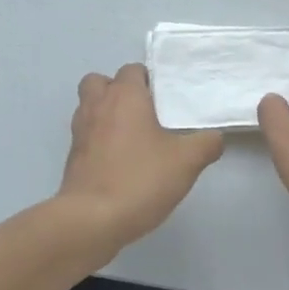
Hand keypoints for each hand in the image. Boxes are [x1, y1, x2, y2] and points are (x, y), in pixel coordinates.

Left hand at [57, 64, 222, 258]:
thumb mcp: (186, 162)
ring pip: (89, 106)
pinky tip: (118, 160)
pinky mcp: (72, 156)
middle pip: (101, 81)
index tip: (166, 100)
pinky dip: (98, 139)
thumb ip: (206, 144)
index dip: (149, 81)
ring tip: (131, 136)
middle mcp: (97, 104)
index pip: (132, 70)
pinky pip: (86, 134)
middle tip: (143, 112)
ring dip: (105, 113)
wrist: (92, 219)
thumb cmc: (140, 179)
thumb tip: (215, 137)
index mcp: (124, 95)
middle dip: (118, 90)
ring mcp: (80, 130)